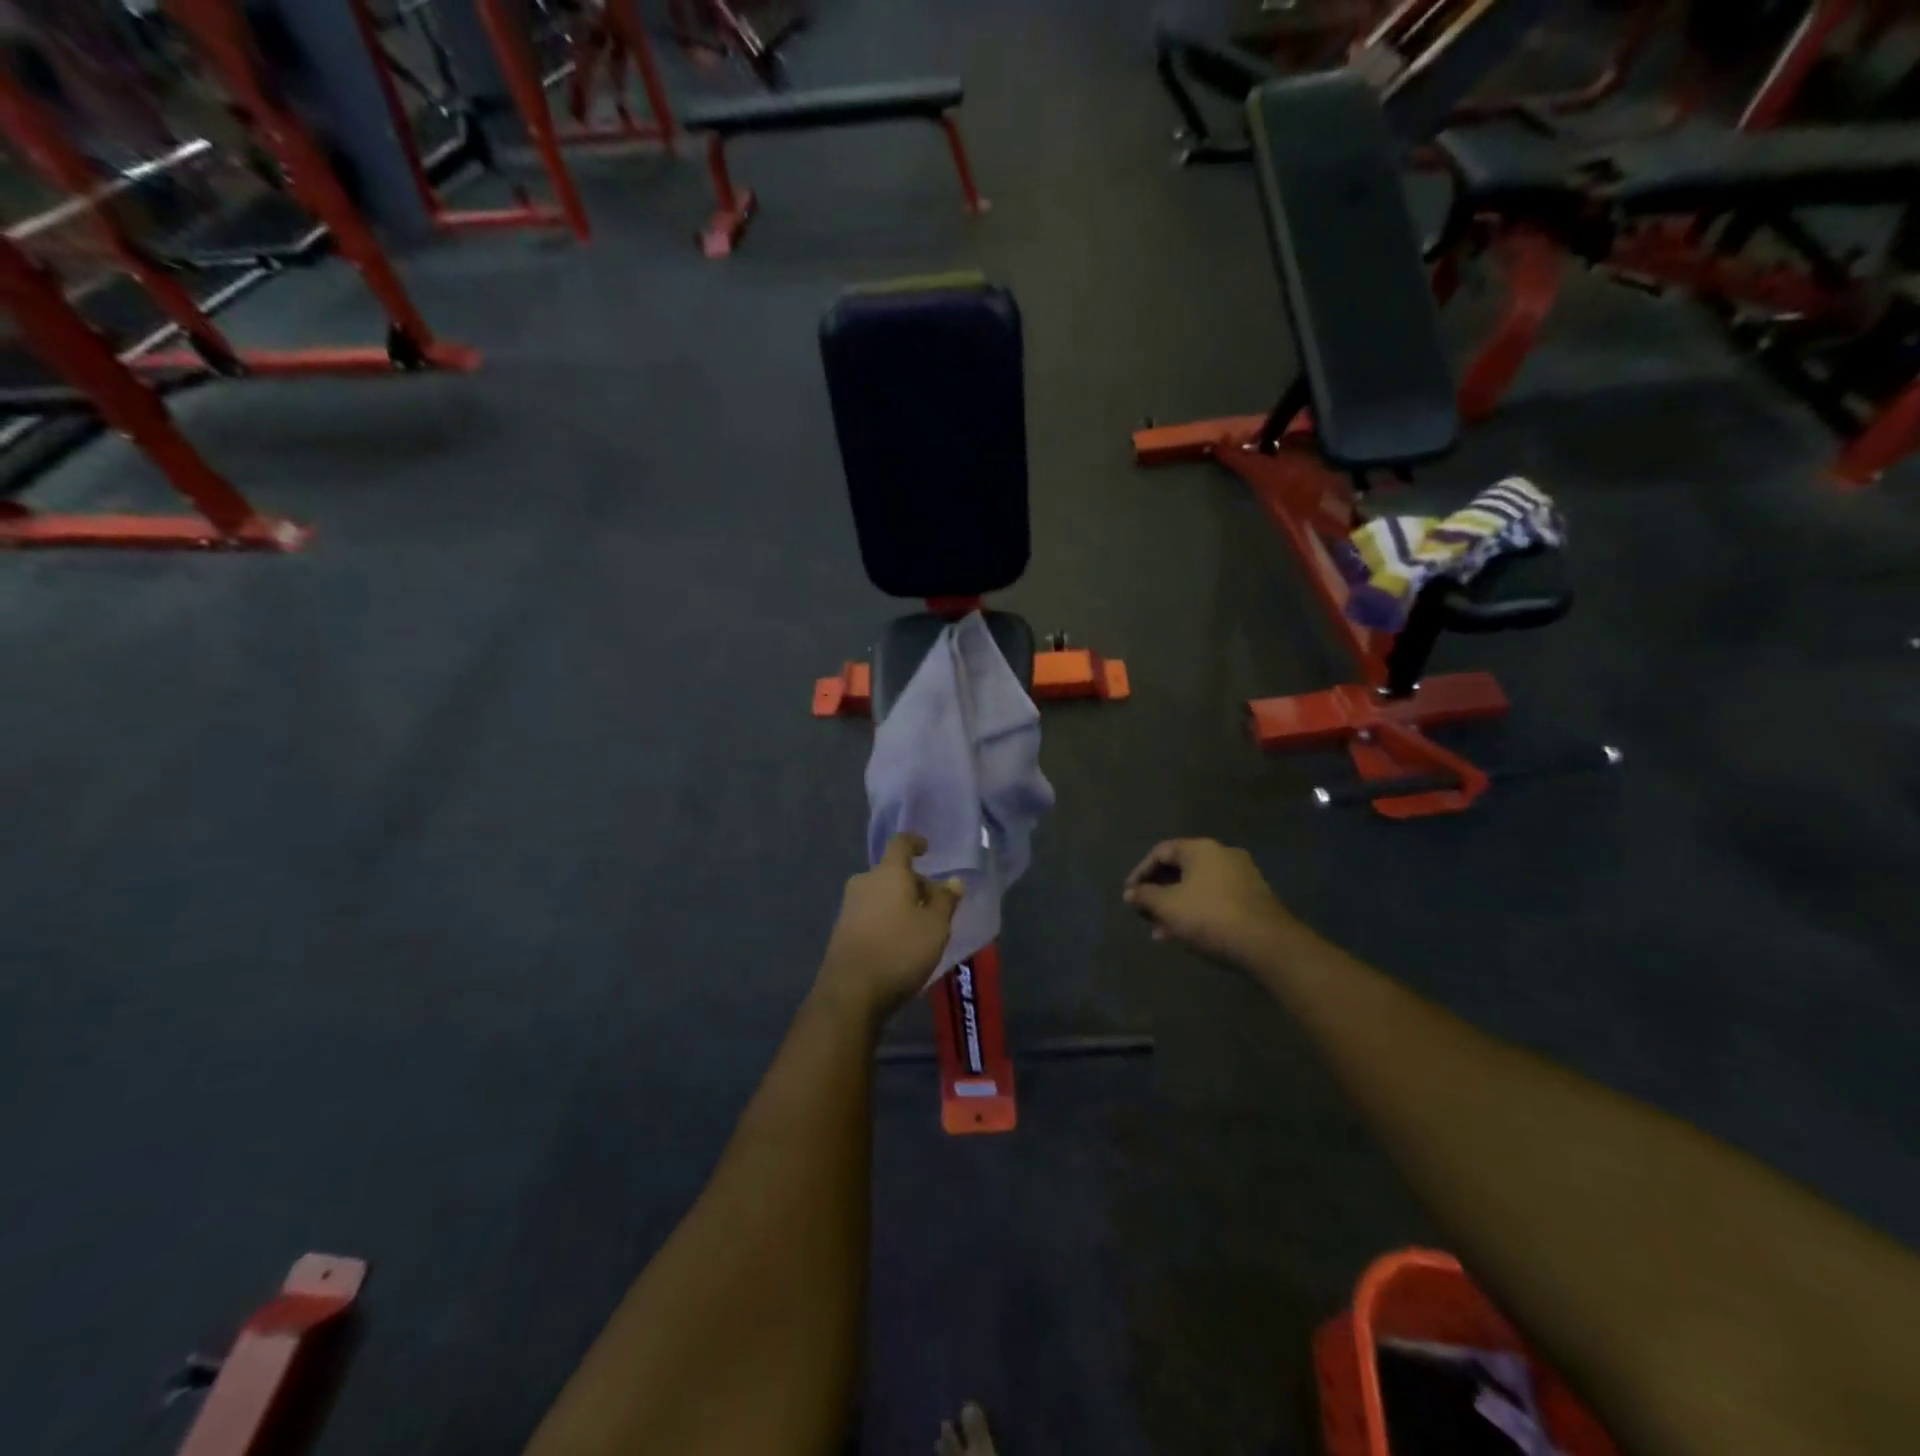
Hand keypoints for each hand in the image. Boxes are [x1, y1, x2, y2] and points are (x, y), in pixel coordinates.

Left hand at [814, 834, 962, 1025]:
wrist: (850, 992)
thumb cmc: (899, 950)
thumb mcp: (935, 926)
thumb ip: (945, 900)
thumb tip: (953, 881)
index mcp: (888, 873)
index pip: (900, 843)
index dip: (914, 842)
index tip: (926, 849)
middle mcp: (864, 882)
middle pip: (892, 873)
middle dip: (915, 884)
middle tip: (936, 906)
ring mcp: (849, 906)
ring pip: (882, 894)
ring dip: (901, 904)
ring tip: (921, 928)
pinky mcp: (841, 930)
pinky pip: (871, 914)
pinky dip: (887, 919)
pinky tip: (900, 943)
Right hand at [1123, 839, 1293, 965]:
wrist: (1268, 944)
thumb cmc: (1209, 916)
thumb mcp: (1167, 907)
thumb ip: (1145, 896)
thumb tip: (1130, 893)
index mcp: (1201, 848)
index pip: (1161, 852)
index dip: (1140, 872)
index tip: (1130, 895)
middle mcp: (1223, 854)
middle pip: (1181, 870)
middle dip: (1159, 894)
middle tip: (1146, 915)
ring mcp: (1242, 876)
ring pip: (1198, 888)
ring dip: (1177, 907)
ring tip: (1163, 933)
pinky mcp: (1254, 898)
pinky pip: (1216, 899)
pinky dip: (1197, 912)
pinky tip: (1188, 935)